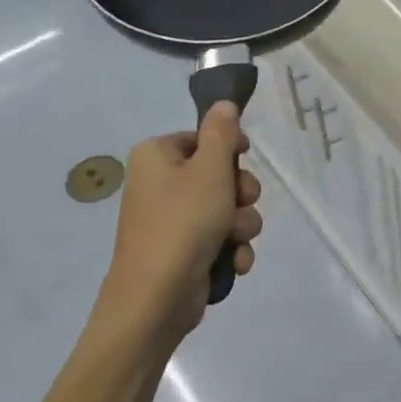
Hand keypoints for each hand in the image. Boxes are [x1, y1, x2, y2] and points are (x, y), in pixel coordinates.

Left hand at [98, 103, 263, 342]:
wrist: (156, 298)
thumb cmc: (183, 223)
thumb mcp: (210, 170)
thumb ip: (222, 132)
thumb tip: (224, 103)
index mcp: (157, 156)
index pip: (203, 137)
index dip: (230, 150)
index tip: (244, 160)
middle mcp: (159, 184)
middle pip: (219, 174)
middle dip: (241, 194)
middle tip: (239, 205)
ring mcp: (171, 220)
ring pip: (226, 208)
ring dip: (242, 224)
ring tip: (234, 240)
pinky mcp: (183, 250)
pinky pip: (220, 237)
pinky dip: (231, 248)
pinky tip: (233, 262)